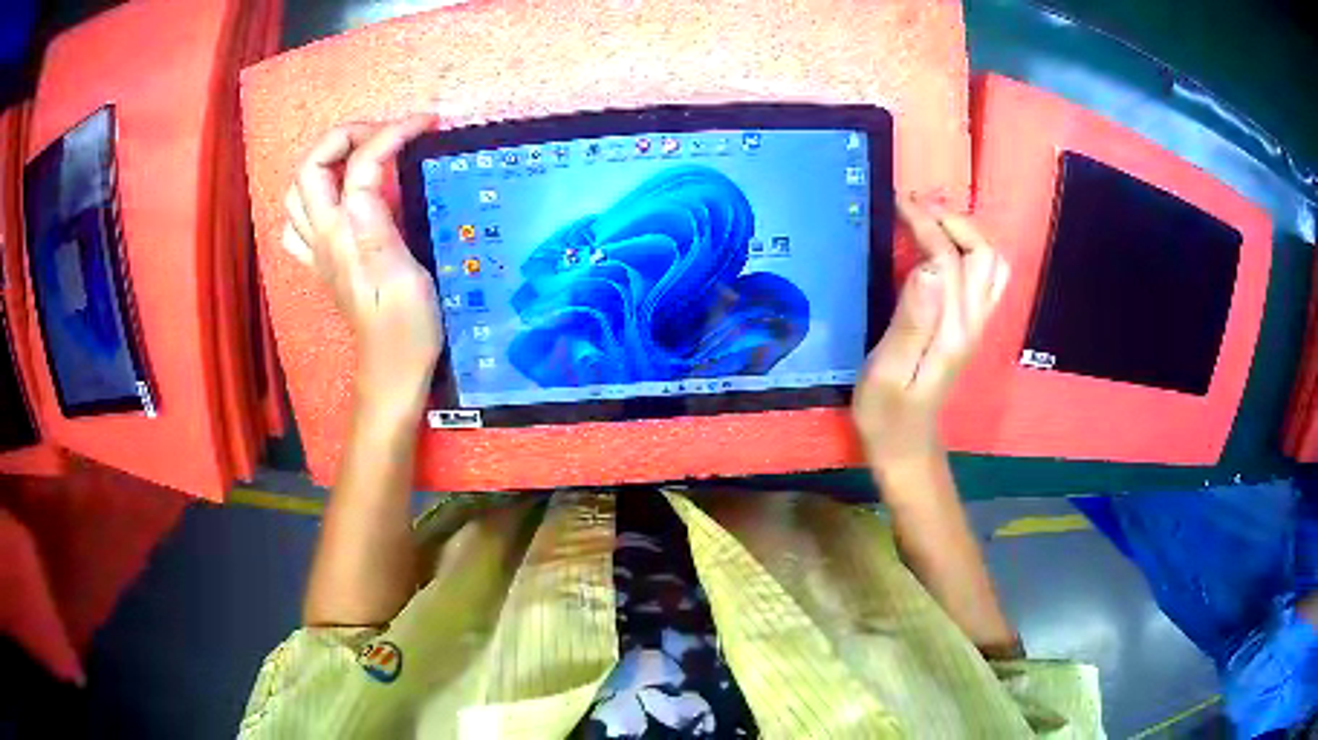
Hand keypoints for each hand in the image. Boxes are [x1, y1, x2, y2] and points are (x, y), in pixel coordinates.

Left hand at [282, 117, 441, 415]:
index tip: (426, 125)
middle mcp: (324, 237)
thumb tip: (367, 182)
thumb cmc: (408, 331)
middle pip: (311, 167)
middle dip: (347, 135)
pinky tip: (335, 199)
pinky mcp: (323, 263)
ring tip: (363, 156)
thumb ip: (379, 227)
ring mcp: (318, 251)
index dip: (391, 134)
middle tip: (387, 134)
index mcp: (347, 236)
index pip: (360, 165)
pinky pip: (297, 222)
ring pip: (297, 191)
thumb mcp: (405, 278)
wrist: (392, 372)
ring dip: (326, 161)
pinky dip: (312, 198)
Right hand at [852, 195, 1009, 467]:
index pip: (948, 260)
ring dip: (966, 233)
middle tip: (914, 207)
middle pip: (983, 254)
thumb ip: (910, 322)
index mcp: (952, 330)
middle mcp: (973, 322)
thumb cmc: (886, 414)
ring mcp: (977, 325)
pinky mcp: (971, 328)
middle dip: (952, 220)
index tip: (897, 204)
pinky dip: (970, 252)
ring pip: (992, 264)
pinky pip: (986, 279)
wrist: (905, 447)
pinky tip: (943, 249)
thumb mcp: (886, 372)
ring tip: (931, 220)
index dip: (926, 226)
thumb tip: (927, 266)